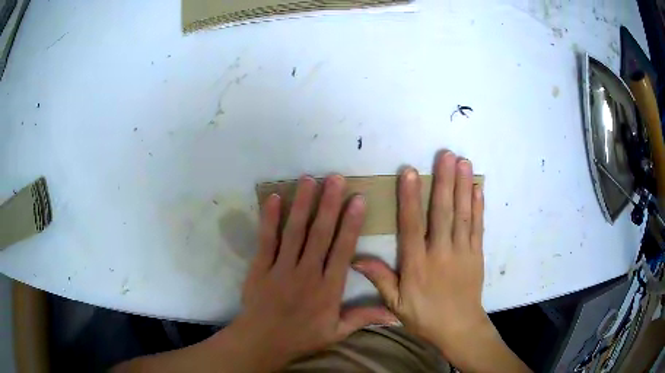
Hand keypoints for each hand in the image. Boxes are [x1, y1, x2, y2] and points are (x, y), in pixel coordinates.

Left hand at [231, 175, 396, 369]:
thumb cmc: (302, 337)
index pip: (343, 250)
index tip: (358, 199)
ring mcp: (281, 268)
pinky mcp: (260, 267)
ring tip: (309, 179)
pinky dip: (269, 219)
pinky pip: (266, 240)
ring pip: (294, 231)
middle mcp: (307, 273)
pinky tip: (273, 198)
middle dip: (329, 204)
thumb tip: (394, 314)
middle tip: (335, 178)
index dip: (351, 223)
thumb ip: (363, 318)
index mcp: (328, 288)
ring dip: (302, 204)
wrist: (263, 341)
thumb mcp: (336, 332)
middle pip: (320, 234)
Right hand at [353, 151, 488, 360]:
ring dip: (463, 186)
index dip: (410, 198)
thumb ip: (380, 279)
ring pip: (462, 215)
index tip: (410, 172)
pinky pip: (478, 227)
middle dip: (443, 181)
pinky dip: (478, 206)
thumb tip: (355, 258)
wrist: (459, 328)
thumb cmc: (425, 317)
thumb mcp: (396, 304)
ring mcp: (462, 252)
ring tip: (463, 161)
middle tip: (446, 154)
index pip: (412, 226)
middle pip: (442, 213)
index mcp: (417, 265)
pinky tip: (476, 188)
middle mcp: (440, 253)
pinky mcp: (477, 254)